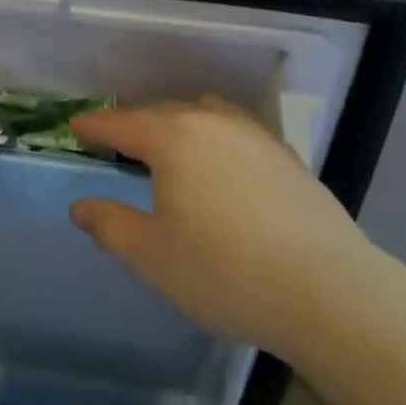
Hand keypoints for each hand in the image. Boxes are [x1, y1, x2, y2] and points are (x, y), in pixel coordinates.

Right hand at [68, 98, 381, 356]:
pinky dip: (213, 136)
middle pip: (161, 112)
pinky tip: (221, 164)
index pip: (122, 123)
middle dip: (134, 123)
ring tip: (169, 146)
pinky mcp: (286, 155)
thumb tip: (81, 207)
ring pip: (203, 114)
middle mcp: (212, 123)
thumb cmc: (226, 273)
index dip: (95, 126)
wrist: (330, 292)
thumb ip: (110, 225)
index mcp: (173, 139)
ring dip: (177, 123)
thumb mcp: (153, 256)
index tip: (75, 127)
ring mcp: (254, 135)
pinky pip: (235, 130)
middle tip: (117, 141)